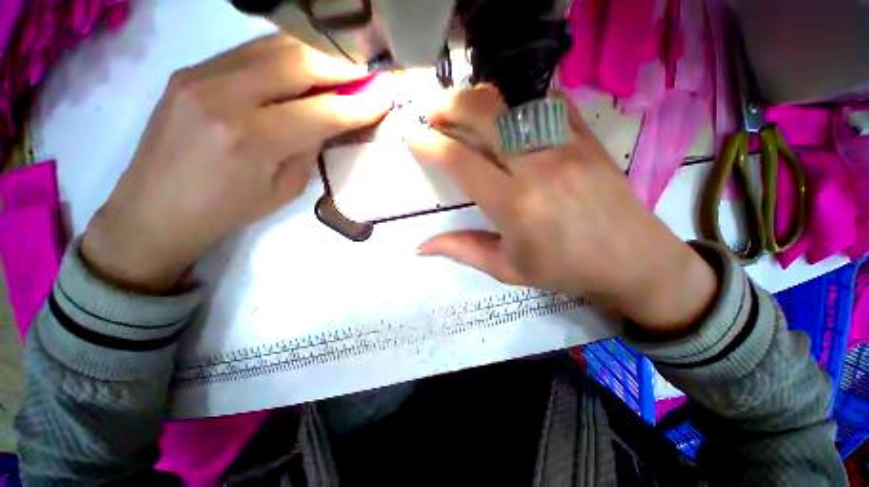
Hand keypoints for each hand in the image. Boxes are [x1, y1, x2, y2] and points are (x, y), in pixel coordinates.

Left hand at [82, 35, 391, 293]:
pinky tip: (303, 63)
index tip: (386, 94)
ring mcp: (201, 74)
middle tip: (369, 69)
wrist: (154, 208)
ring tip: (342, 63)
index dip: (361, 102)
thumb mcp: (284, 189)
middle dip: (343, 64)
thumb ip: (308, 148)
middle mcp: (225, 96)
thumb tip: (330, 118)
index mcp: (254, 139)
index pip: (323, 111)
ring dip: (316, 53)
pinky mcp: (190, 69)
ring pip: (274, 46)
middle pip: (299, 62)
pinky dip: (285, 53)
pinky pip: (250, 51)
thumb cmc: (228, 209)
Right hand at [409, 86, 716, 333]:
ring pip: (513, 102)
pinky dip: (518, 98)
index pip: (461, 161)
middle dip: (449, 107)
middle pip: (485, 116)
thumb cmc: (563, 269)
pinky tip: (505, 109)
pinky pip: (547, 101)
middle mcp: (537, 166)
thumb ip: (461, 250)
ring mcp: (566, 145)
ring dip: (479, 99)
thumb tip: (421, 246)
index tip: (413, 138)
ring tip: (461, 109)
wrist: (631, 259)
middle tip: (431, 114)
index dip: (431, 145)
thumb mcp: (506, 268)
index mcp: (514, 205)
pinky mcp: (586, 137)